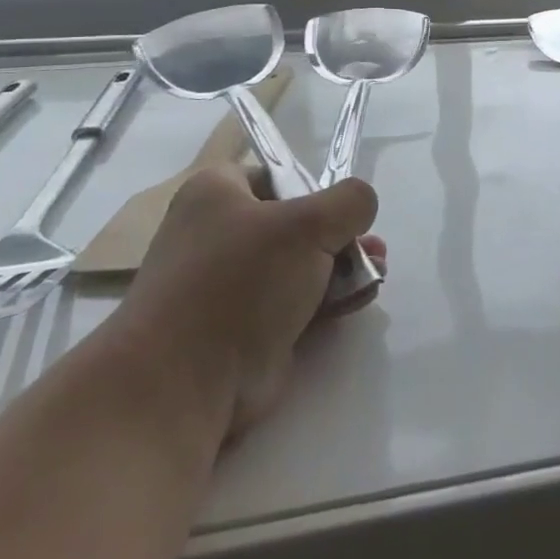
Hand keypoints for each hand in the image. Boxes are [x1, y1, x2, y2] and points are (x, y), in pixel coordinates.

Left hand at [112, 165, 385, 439]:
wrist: (183, 382)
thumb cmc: (239, 281)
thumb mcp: (308, 223)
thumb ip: (350, 202)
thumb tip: (361, 207)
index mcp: (216, 194)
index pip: (275, 176)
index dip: (314, 188)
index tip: (342, 210)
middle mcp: (220, 234)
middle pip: (298, 222)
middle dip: (342, 234)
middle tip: (372, 248)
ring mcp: (233, 285)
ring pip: (303, 264)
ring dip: (344, 267)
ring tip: (376, 275)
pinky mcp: (248, 327)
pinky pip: (299, 302)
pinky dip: (330, 298)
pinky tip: (360, 299)